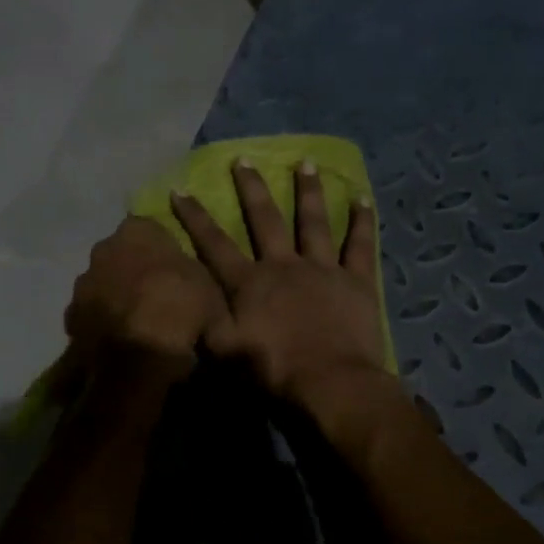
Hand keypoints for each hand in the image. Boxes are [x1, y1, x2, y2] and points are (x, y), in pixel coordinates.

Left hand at [65, 216, 225, 361]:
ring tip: (138, 325)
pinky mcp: (71, 315)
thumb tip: (194, 287)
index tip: (176, 272)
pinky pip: (91, 315)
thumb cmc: (180, 308)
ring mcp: (83, 283)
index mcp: (137, 231)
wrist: (138, 353)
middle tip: (157, 298)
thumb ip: (198, 279)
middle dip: (135, 272)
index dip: (164, 251)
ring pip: (103, 285)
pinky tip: (120, 342)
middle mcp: (103, 248)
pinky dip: (103, 324)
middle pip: (122, 256)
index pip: (151, 229)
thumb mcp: (210, 290)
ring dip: (117, 298)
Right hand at [170, 159, 385, 407]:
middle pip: (265, 220)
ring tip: (305, 162)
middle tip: (243, 159)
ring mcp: (324, 269)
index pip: (214, 243)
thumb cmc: (274, 370)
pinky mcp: (357, 281)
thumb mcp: (225, 352)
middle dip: (251, 188)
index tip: (180, 189)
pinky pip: (361, 244)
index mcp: (249, 283)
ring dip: (307, 191)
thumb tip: (190, 299)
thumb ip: (207, 322)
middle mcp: (284, 265)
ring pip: (314, 221)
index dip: (195, 216)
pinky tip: (363, 197)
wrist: (331, 384)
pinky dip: (363, 221)